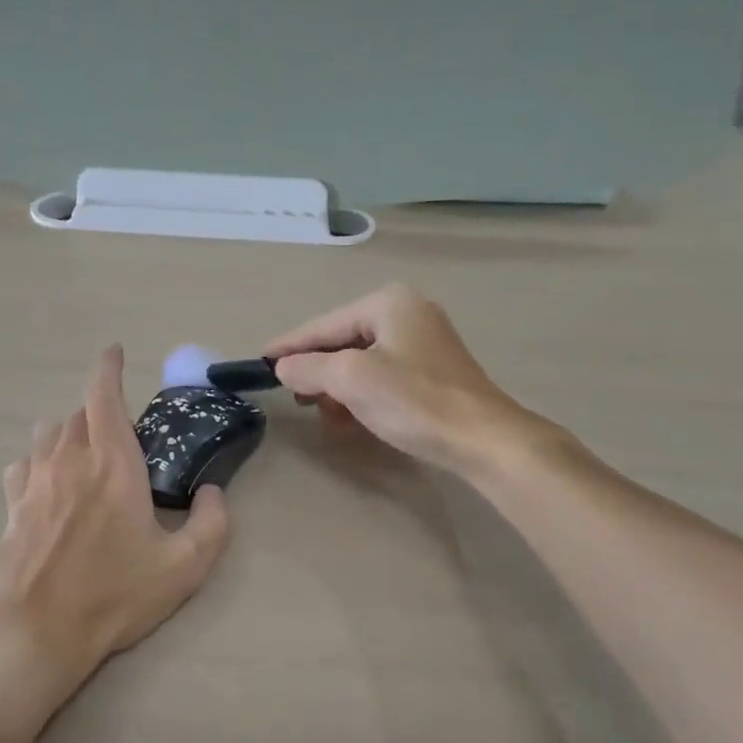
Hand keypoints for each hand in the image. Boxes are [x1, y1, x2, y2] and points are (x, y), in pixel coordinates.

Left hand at [0, 346, 230, 698]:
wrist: (35, 633)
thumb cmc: (114, 595)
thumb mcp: (184, 566)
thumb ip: (211, 523)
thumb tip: (212, 492)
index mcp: (112, 463)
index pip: (104, 396)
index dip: (108, 368)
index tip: (114, 352)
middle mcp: (68, 461)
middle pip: (77, 415)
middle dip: (98, 412)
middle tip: (118, 434)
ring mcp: (33, 483)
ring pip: (46, 436)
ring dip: (66, 433)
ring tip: (82, 452)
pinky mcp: (9, 509)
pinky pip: (22, 468)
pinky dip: (37, 463)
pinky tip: (45, 483)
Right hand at [265, 283, 569, 471]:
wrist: (482, 439)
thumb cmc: (414, 401)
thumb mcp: (351, 379)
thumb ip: (309, 367)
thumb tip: (284, 367)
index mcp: (388, 303)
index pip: (323, 324)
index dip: (289, 345)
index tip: (259, 361)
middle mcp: (406, 313)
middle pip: (342, 340)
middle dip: (316, 370)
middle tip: (294, 397)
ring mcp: (423, 342)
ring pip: (360, 361)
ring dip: (337, 387)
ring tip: (324, 413)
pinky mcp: (432, 371)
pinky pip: (381, 376)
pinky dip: (360, 394)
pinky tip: (351, 418)